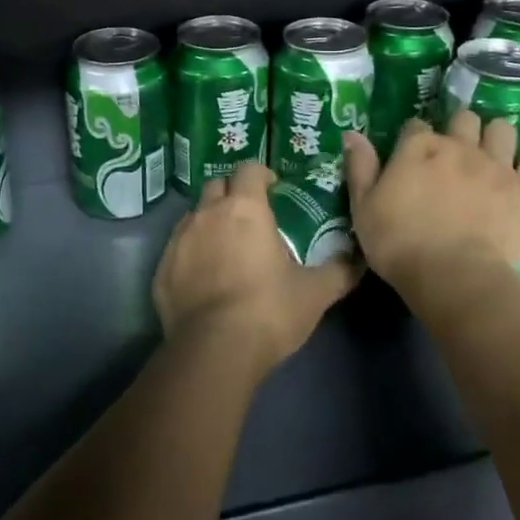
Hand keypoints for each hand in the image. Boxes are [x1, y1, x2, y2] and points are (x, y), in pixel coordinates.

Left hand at [152, 163, 360, 377]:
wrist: (213, 350)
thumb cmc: (268, 311)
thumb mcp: (315, 293)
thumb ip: (339, 271)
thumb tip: (358, 259)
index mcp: (244, 209)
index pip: (249, 169)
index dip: (261, 175)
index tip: (273, 190)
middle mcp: (207, 214)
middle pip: (217, 185)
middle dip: (232, 193)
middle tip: (249, 217)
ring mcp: (179, 239)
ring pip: (194, 215)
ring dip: (209, 221)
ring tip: (226, 248)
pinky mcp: (161, 268)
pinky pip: (177, 247)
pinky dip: (191, 252)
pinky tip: (204, 277)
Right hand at [343, 111, 519, 300]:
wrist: (455, 277)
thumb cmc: (399, 244)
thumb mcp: (363, 208)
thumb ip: (360, 168)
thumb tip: (353, 134)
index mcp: (418, 148)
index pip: (415, 125)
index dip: (412, 139)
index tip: (410, 157)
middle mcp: (459, 146)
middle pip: (463, 118)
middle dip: (458, 129)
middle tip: (453, 154)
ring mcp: (496, 165)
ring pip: (502, 129)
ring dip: (494, 138)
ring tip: (488, 157)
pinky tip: (519, 176)